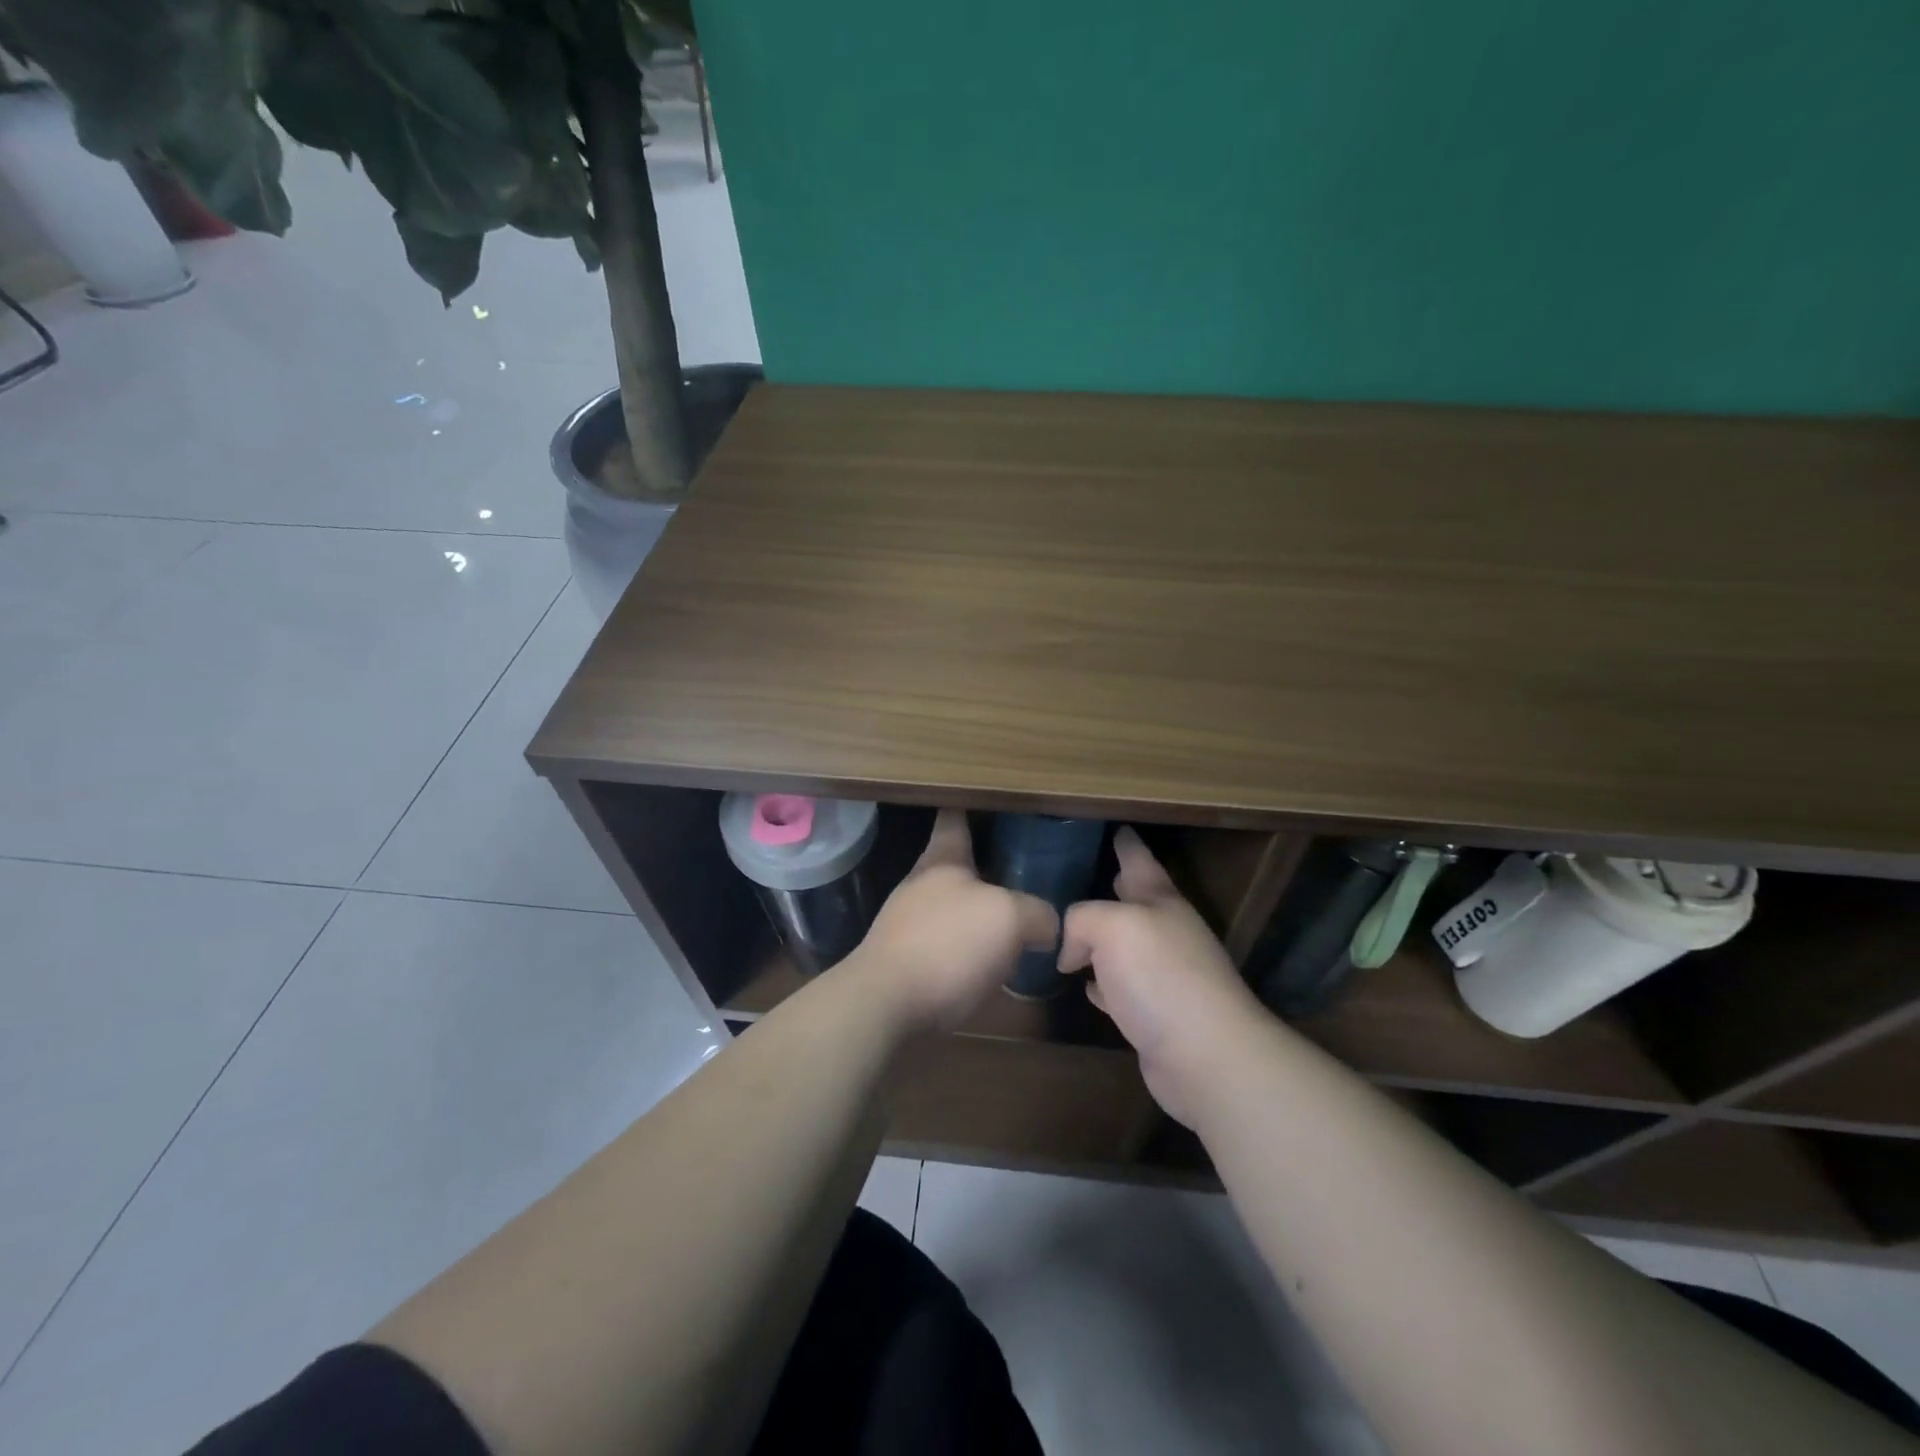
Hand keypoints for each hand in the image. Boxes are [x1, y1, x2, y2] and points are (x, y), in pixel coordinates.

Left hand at [849, 810, 1058, 1033]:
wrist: (886, 1004)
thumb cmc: (947, 944)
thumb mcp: (1008, 918)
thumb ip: (1035, 913)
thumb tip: (1047, 927)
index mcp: (941, 860)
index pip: (954, 820)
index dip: (967, 806)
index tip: (979, 796)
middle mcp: (921, 886)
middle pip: (954, 866)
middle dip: (982, 866)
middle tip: (1020, 866)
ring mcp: (908, 925)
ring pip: (951, 907)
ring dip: (977, 912)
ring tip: (1014, 921)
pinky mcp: (906, 963)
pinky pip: (946, 945)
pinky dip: (968, 949)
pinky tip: (991, 965)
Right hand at [1058, 827, 1270, 1125]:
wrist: (1206, 1056)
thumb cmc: (1161, 977)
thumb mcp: (1112, 927)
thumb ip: (1081, 920)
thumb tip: (1071, 953)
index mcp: (1160, 902)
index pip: (1139, 861)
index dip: (1126, 844)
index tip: (1118, 827)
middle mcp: (1165, 934)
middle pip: (1133, 903)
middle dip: (1111, 888)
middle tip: (1081, 875)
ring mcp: (1163, 976)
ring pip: (1123, 947)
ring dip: (1100, 940)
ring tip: (1070, 933)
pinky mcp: (1154, 1015)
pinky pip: (1119, 988)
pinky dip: (1102, 984)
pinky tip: (1085, 986)